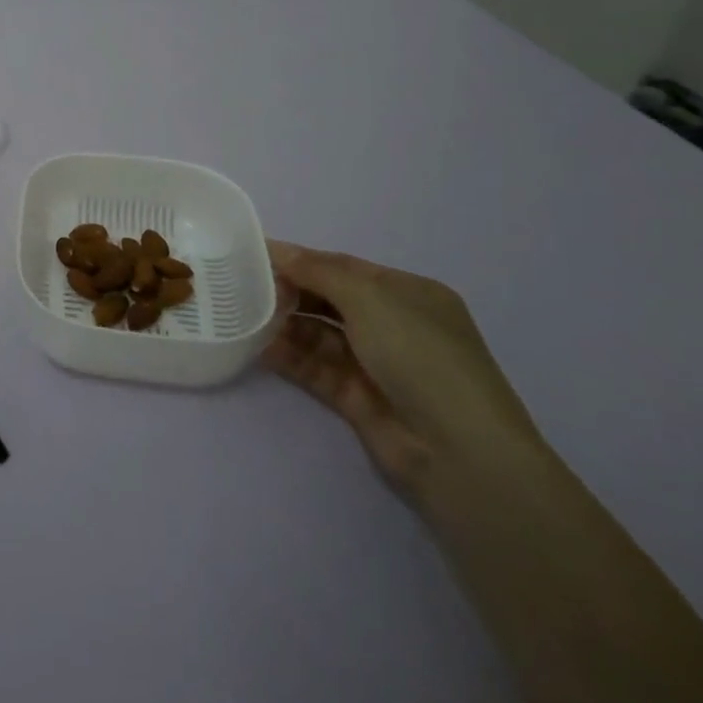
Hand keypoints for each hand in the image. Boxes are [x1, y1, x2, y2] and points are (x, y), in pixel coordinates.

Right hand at [262, 241, 542, 497]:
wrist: (459, 452)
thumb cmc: (421, 356)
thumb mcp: (370, 299)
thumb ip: (318, 271)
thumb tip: (277, 250)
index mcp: (407, 294)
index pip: (344, 267)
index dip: (301, 259)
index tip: (255, 254)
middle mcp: (393, 325)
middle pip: (329, 300)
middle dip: (290, 291)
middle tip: (243, 287)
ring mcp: (376, 364)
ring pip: (319, 335)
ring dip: (285, 324)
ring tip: (245, 316)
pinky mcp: (357, 398)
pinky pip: (315, 368)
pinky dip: (289, 356)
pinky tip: (259, 347)